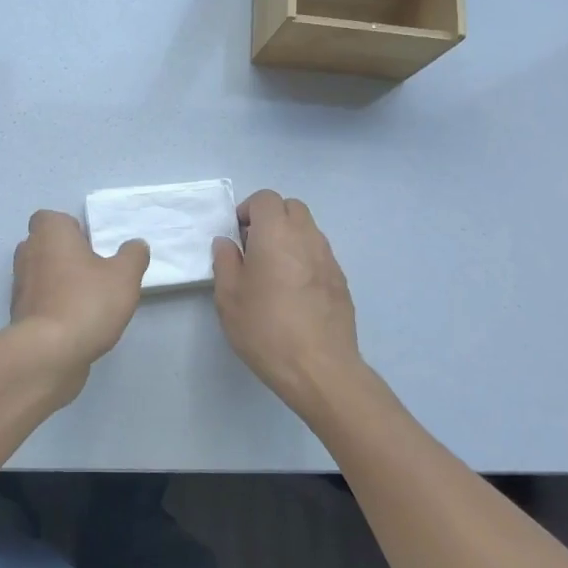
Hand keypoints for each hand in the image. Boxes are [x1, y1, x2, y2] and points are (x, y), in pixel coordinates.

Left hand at [11, 211, 148, 394]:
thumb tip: (136, 245)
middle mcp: (28, 253)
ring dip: (60, 282)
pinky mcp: (19, 315)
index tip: (91, 246)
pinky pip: (39, 302)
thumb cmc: (87, 302)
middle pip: (45, 245)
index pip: (51, 218)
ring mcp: (19, 285)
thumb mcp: (124, 276)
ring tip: (89, 300)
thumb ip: (133, 256)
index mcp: (49, 234)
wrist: (49, 353)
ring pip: (41, 274)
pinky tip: (76, 323)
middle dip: (65, 255)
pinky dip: (53, 307)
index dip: (70, 229)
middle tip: (94, 271)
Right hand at [212, 189, 363, 413]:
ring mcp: (329, 258)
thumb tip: (227, 243)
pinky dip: (304, 259)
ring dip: (289, 238)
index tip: (237, 236)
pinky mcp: (341, 281)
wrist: (319, 368)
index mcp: (276, 233)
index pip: (265, 199)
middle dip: (271, 219)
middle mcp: (307, 237)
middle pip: (291, 208)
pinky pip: (319, 255)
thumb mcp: (229, 296)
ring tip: (273, 272)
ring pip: (308, 230)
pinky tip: (293, 292)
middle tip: (254, 248)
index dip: (248, 210)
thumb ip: (225, 262)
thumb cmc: (266, 328)